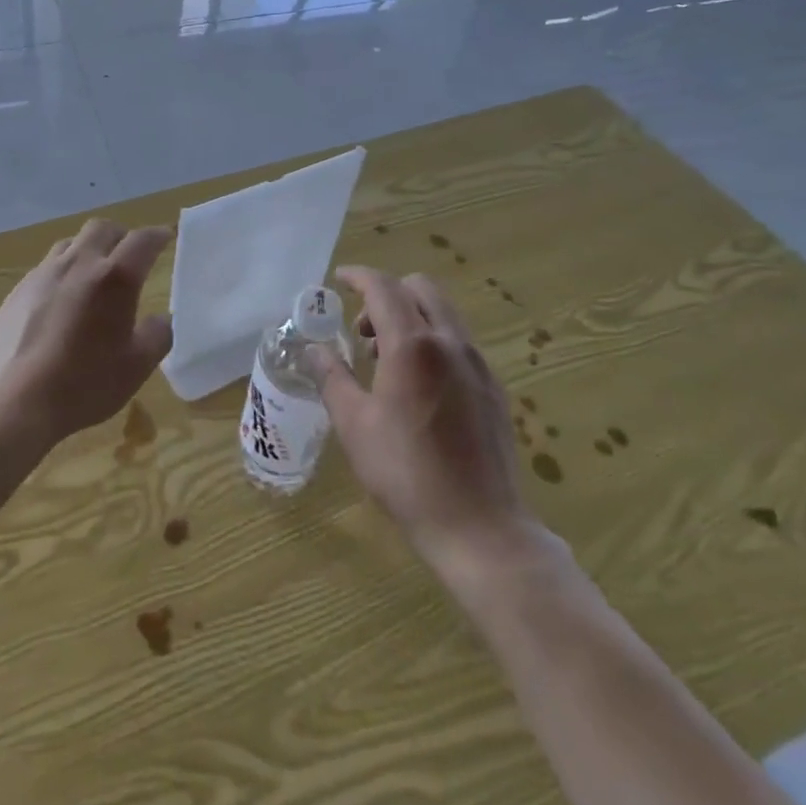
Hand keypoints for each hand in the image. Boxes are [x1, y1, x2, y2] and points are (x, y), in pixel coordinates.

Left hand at [0, 219, 173, 447]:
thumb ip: (158, 335)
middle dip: (121, 235)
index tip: (166, 237)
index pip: (142, 240)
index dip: (158, 235)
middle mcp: (79, 264)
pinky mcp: (19, 290)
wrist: (14, 401)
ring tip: (95, 275)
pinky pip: (47, 267)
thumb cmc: (84, 384)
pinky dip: (64, 272)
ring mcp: (44, 274)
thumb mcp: (137, 366)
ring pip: (72, 243)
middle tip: (130, 256)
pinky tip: (62, 301)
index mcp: (114, 278)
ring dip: (89, 249)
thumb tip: (161, 319)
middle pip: (102, 228)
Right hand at [306, 266, 557, 579]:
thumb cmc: (406, 474)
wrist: (481, 528)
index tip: (338, 280)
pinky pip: (458, 341)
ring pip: (443, 313)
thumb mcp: (354, 425)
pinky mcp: (493, 387)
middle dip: (387, 294)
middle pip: (420, 288)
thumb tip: (312, 349)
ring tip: (385, 361)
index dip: (358, 276)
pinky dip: (433, 340)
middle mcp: (450, 343)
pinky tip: (418, 385)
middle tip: (362, 330)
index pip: (384, 287)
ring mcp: (477, 364)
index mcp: (412, 346)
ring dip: (410, 316)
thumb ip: (331, 377)